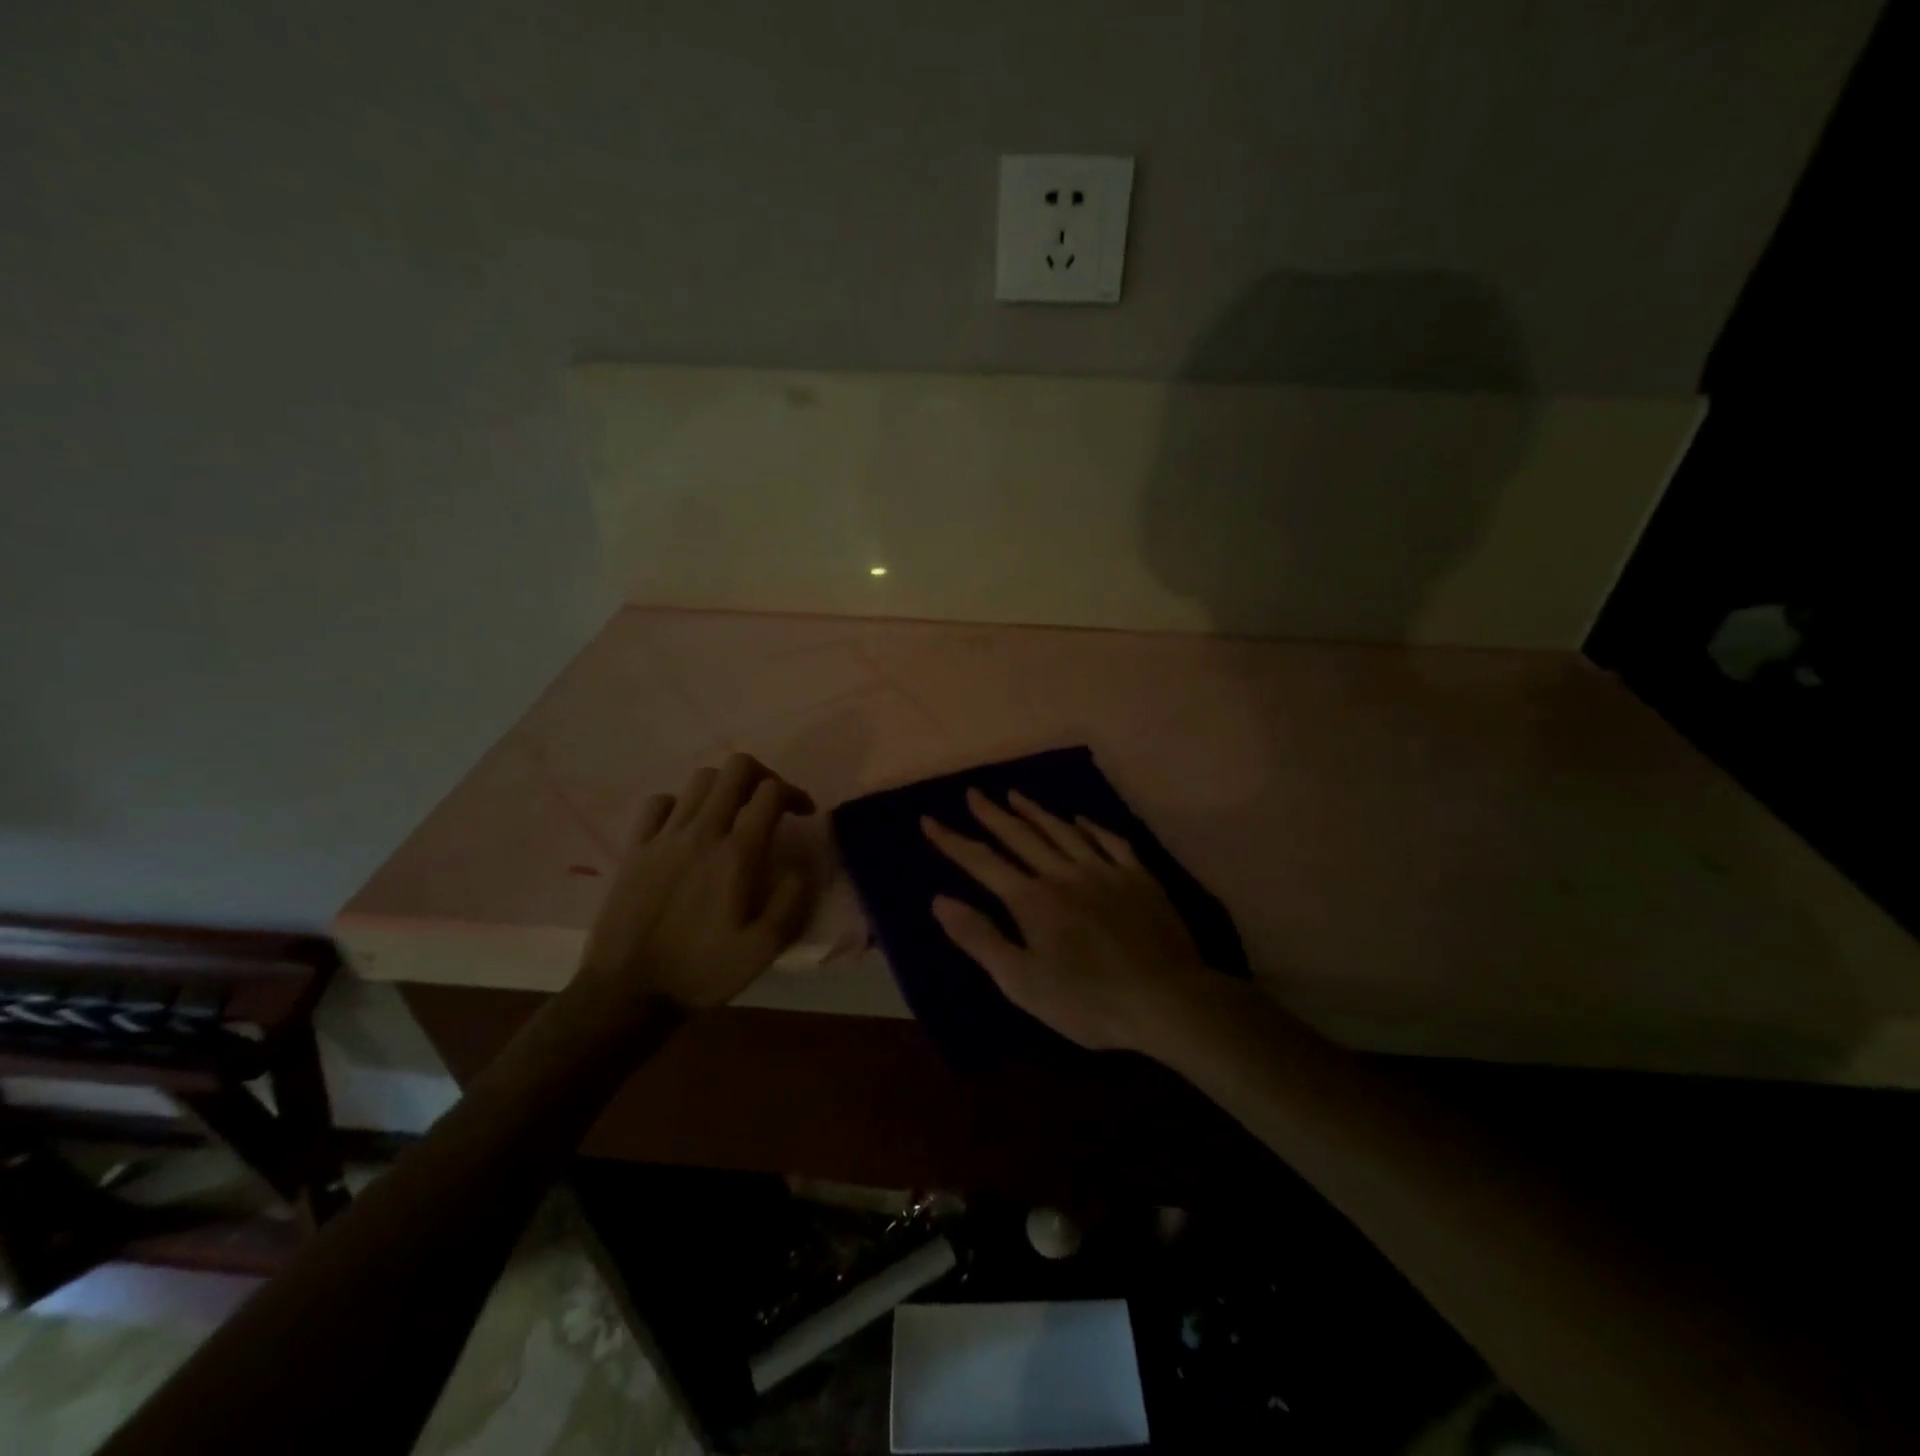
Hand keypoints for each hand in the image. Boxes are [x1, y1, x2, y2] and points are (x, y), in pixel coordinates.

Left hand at [577, 754, 815, 1011]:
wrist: (627, 993)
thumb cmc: (701, 972)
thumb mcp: (763, 949)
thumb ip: (791, 901)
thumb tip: (799, 866)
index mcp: (736, 854)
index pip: (770, 793)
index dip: (794, 793)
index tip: (803, 814)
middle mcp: (701, 833)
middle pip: (735, 769)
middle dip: (762, 776)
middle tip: (770, 803)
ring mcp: (663, 837)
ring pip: (700, 779)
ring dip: (724, 787)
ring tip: (733, 813)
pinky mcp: (635, 848)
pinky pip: (659, 803)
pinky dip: (680, 804)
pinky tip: (687, 827)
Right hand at [921, 788, 1215, 1051]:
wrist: (1165, 999)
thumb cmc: (1087, 1000)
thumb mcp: (1022, 982)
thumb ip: (980, 938)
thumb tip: (939, 900)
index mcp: (1032, 899)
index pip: (982, 862)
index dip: (952, 841)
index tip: (929, 819)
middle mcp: (1063, 873)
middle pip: (1020, 836)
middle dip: (992, 814)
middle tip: (973, 792)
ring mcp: (1104, 871)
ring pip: (1062, 831)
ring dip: (1035, 812)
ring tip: (1015, 794)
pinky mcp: (1138, 877)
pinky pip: (1110, 842)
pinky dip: (1091, 828)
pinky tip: (1080, 820)